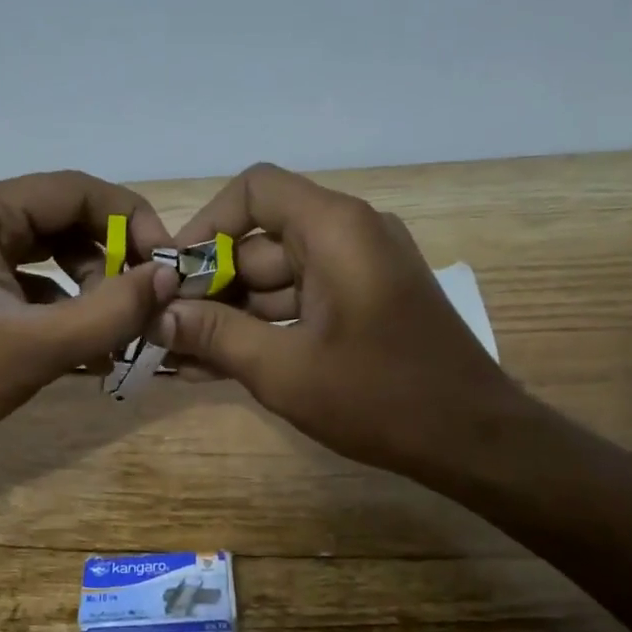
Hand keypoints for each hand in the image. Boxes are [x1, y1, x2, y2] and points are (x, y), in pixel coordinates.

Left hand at [0, 172, 177, 474]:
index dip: (132, 223)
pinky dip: (59, 301)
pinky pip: (25, 274)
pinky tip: (82, 342)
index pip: (77, 190)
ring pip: (48, 247)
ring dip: (88, 283)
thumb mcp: (37, 348)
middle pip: (63, 216)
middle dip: (110, 259)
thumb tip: (170, 276)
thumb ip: (111, 310)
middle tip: (145, 305)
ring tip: (115, 330)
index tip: (168, 268)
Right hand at [160, 163, 514, 483]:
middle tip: (164, 328)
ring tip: (180, 354)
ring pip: (277, 278)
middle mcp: (349, 234)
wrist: (473, 440)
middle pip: (261, 240)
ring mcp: (360, 270)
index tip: (173, 274)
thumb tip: (158, 315)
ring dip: (231, 314)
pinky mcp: (364, 302)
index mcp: (335, 228)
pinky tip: (217, 364)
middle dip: (210, 285)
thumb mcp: (284, 370)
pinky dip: (264, 327)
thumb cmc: (379, 397)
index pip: (254, 191)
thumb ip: (217, 335)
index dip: (206, 225)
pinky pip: (301, 302)